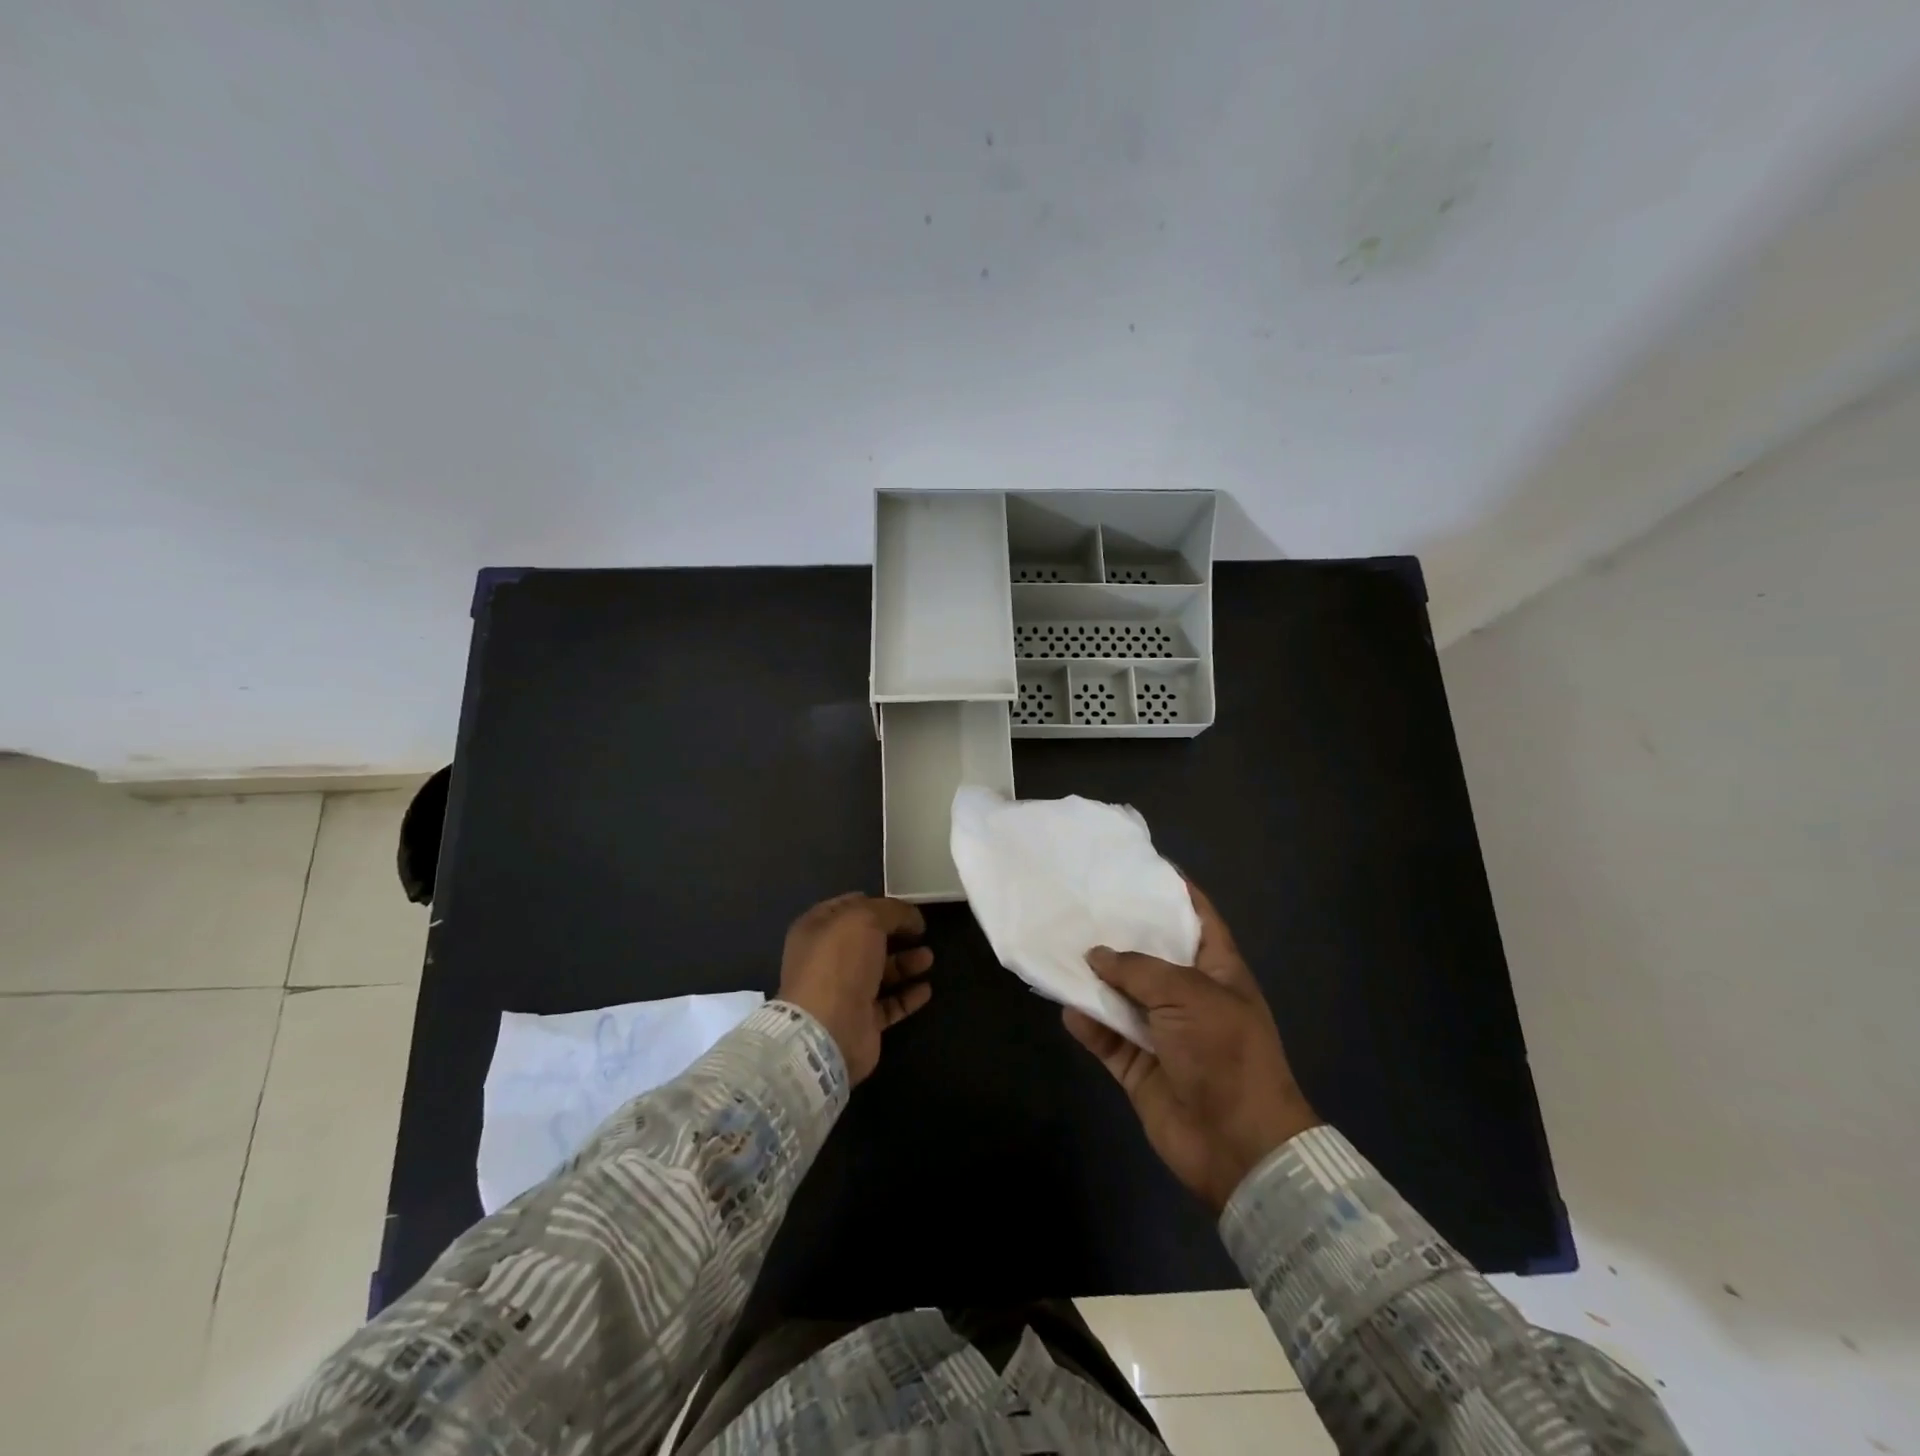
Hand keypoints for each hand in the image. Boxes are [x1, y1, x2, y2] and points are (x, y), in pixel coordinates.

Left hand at [779, 893, 933, 1083]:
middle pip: (866, 940)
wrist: (828, 1031)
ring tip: (929, 958)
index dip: (875, 903)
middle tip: (921, 931)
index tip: (904, 906)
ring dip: (905, 963)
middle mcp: (827, 959)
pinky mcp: (861, 1022)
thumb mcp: (865, 919)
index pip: (847, 907)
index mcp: (816, 929)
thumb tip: (911, 917)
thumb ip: (891, 910)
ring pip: (880, 972)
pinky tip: (926, 989)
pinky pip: (889, 1004)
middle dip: (895, 933)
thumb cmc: (840, 963)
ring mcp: (843, 992)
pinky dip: (908, 995)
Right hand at [1063, 884, 1319, 1211]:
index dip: (1174, 891)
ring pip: (1122, 996)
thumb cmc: (1224, 1052)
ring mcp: (1163, 1033)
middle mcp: (1189, 996)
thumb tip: (1096, 956)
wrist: (1238, 1144)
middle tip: (1080, 905)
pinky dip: (1088, 1024)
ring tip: (1060, 949)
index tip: (1139, 867)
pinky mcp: (1140, 1067)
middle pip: (1150, 956)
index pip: (1197, 918)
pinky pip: (1107, 1038)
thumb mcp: (1187, 994)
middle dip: (1119, 934)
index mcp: (1217, 971)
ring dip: (1094, 980)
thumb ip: (1138, 970)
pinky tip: (1066, 1006)